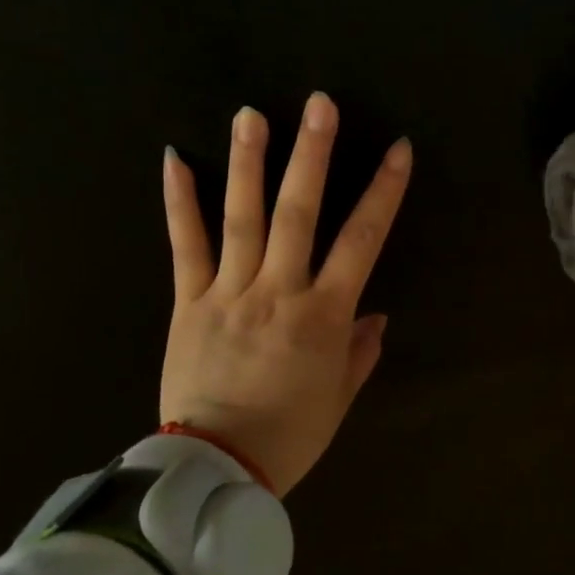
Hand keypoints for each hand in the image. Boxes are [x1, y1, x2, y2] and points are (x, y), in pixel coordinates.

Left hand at [159, 93, 411, 493]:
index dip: (383, 192)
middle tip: (320, 104)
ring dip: (248, 162)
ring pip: (240, 217)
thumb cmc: (290, 435)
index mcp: (324, 315)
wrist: (214, 470)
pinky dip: (180, 202)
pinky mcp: (187, 303)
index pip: (362, 241)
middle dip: (313, 155)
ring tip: (252, 114)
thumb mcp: (339, 398)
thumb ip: (359, 351)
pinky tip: (175, 159)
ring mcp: (228, 292)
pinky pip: (184, 246)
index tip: (399, 150)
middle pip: (298, 212)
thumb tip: (375, 315)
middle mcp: (279, 291)